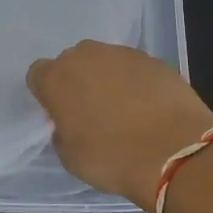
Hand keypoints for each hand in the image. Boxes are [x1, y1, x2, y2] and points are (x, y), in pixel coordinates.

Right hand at [26, 41, 212, 211]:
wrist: (174, 152)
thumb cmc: (111, 159)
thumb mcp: (69, 156)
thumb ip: (62, 130)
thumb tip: (70, 121)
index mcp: (56, 78)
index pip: (38, 74)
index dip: (47, 94)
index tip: (60, 115)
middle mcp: (85, 56)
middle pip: (72, 62)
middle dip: (78, 82)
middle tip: (92, 112)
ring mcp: (122, 54)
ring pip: (105, 62)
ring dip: (108, 80)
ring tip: (125, 111)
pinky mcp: (154, 59)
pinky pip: (135, 68)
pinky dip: (137, 83)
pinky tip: (150, 109)